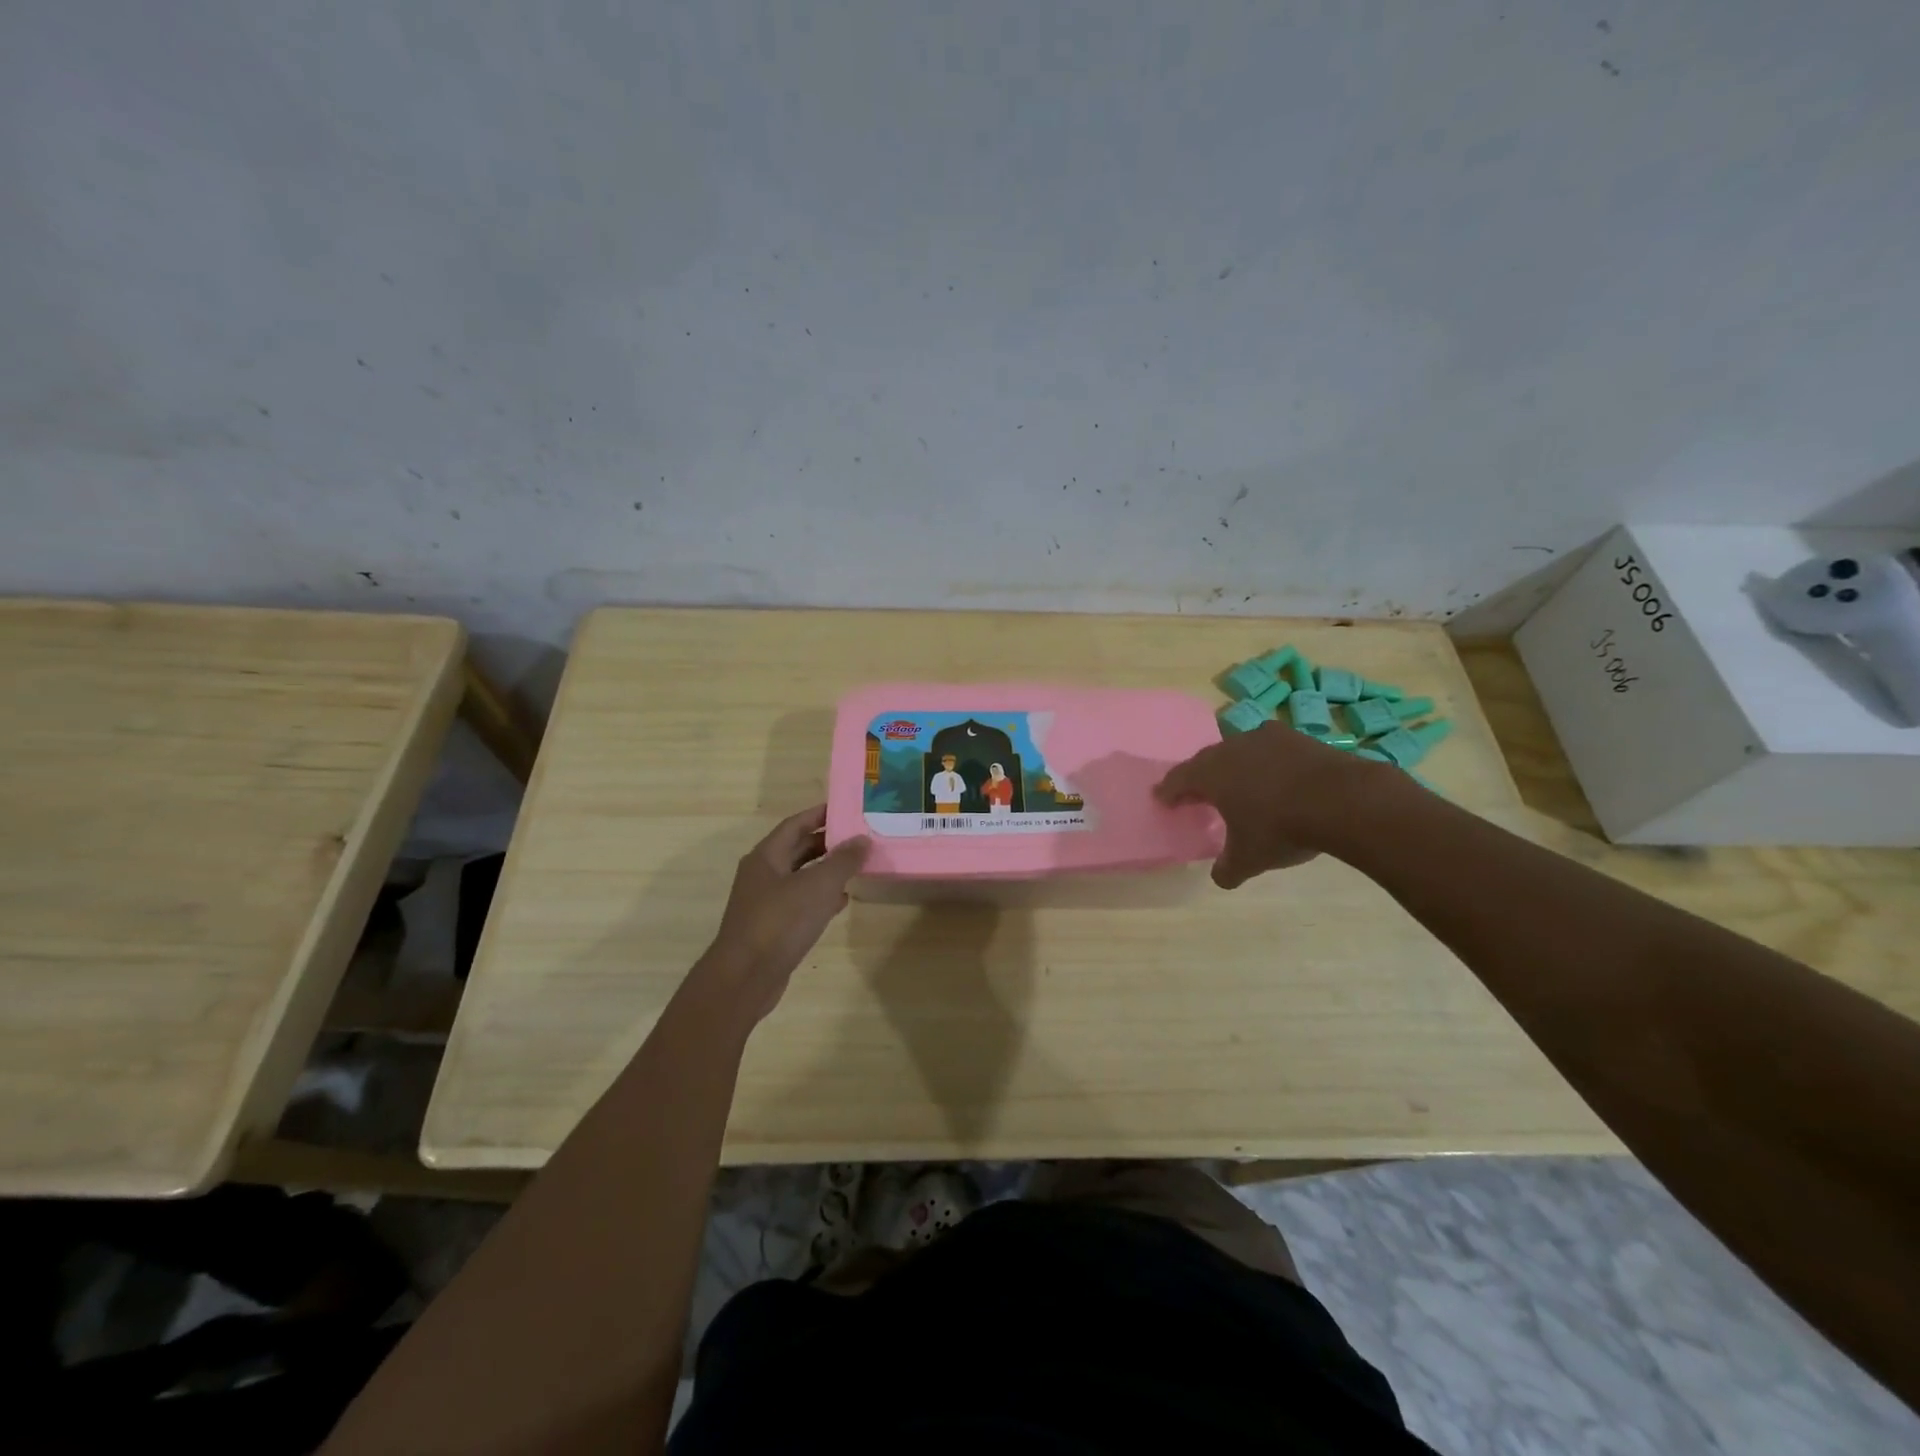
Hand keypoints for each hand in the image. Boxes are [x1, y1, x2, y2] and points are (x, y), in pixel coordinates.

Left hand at [700, 805, 870, 1020]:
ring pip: (800, 877)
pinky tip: (841, 901)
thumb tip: (862, 839)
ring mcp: (765, 903)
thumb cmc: (780, 922)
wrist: (746, 977)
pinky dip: (820, 898)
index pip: (794, 825)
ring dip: (825, 871)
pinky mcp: (772, 928)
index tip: (846, 808)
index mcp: (766, 857)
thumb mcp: (818, 885)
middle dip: (826, 842)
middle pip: (797, 850)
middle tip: (858, 837)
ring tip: (856, 866)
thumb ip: (843, 861)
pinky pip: (800, 903)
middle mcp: (762, 875)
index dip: (819, 814)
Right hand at [1154, 721, 1399, 887]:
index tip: (1162, 797)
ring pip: (1241, 751)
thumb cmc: (1281, 828)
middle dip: (1200, 776)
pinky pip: (1272, 750)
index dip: (1169, 791)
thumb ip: (1228, 868)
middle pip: (1207, 760)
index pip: (1179, 779)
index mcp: (1210, 774)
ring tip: (1240, 784)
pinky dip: (1268, 764)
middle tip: (1198, 792)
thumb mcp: (1249, 859)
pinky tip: (1278, 779)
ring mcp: (1267, 738)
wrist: (1343, 800)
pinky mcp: (1299, 738)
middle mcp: (1232, 748)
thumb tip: (1220, 877)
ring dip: (1236, 767)